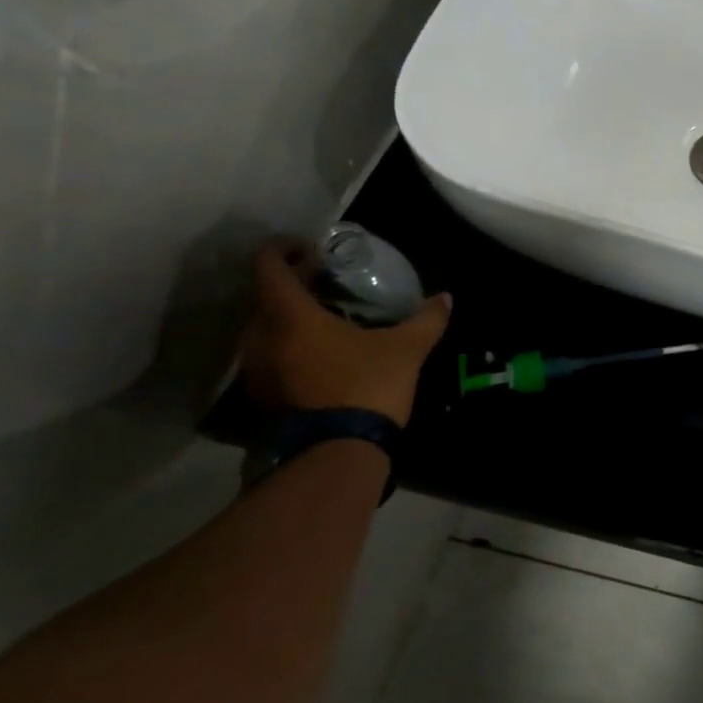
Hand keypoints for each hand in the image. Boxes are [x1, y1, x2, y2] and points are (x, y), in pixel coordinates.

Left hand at [240, 243, 450, 425]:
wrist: (338, 455)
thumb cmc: (367, 386)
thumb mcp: (407, 349)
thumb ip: (426, 319)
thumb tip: (444, 298)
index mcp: (290, 317)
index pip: (268, 267)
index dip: (283, 249)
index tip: (308, 248)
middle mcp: (262, 339)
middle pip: (266, 299)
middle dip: (293, 287)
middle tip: (326, 285)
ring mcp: (257, 373)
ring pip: (266, 332)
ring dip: (290, 320)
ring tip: (325, 321)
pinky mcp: (263, 399)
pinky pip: (271, 360)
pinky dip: (290, 349)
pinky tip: (321, 357)